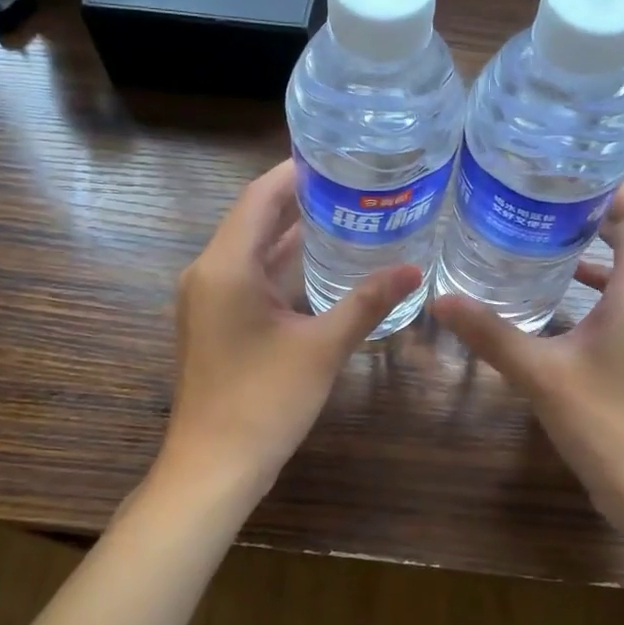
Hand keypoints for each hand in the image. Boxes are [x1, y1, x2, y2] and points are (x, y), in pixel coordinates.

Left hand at [163, 160, 421, 493]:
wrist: (214, 467)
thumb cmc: (265, 402)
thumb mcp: (322, 347)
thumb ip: (367, 302)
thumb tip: (414, 269)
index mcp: (226, 265)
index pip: (260, 196)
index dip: (297, 172)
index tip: (339, 157)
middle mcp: (209, 272)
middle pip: (255, 218)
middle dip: (302, 200)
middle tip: (354, 183)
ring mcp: (209, 298)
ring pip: (253, 249)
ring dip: (293, 233)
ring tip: (346, 213)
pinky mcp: (215, 321)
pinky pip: (249, 276)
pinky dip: (282, 265)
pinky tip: (321, 263)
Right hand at [431, 180, 623, 515]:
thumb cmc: (605, 425)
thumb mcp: (540, 375)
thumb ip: (491, 334)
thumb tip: (440, 299)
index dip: (608, 184)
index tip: (559, 175)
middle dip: (608, 202)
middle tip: (553, 195)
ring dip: (609, 235)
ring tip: (551, 225)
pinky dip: (605, 272)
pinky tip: (562, 283)